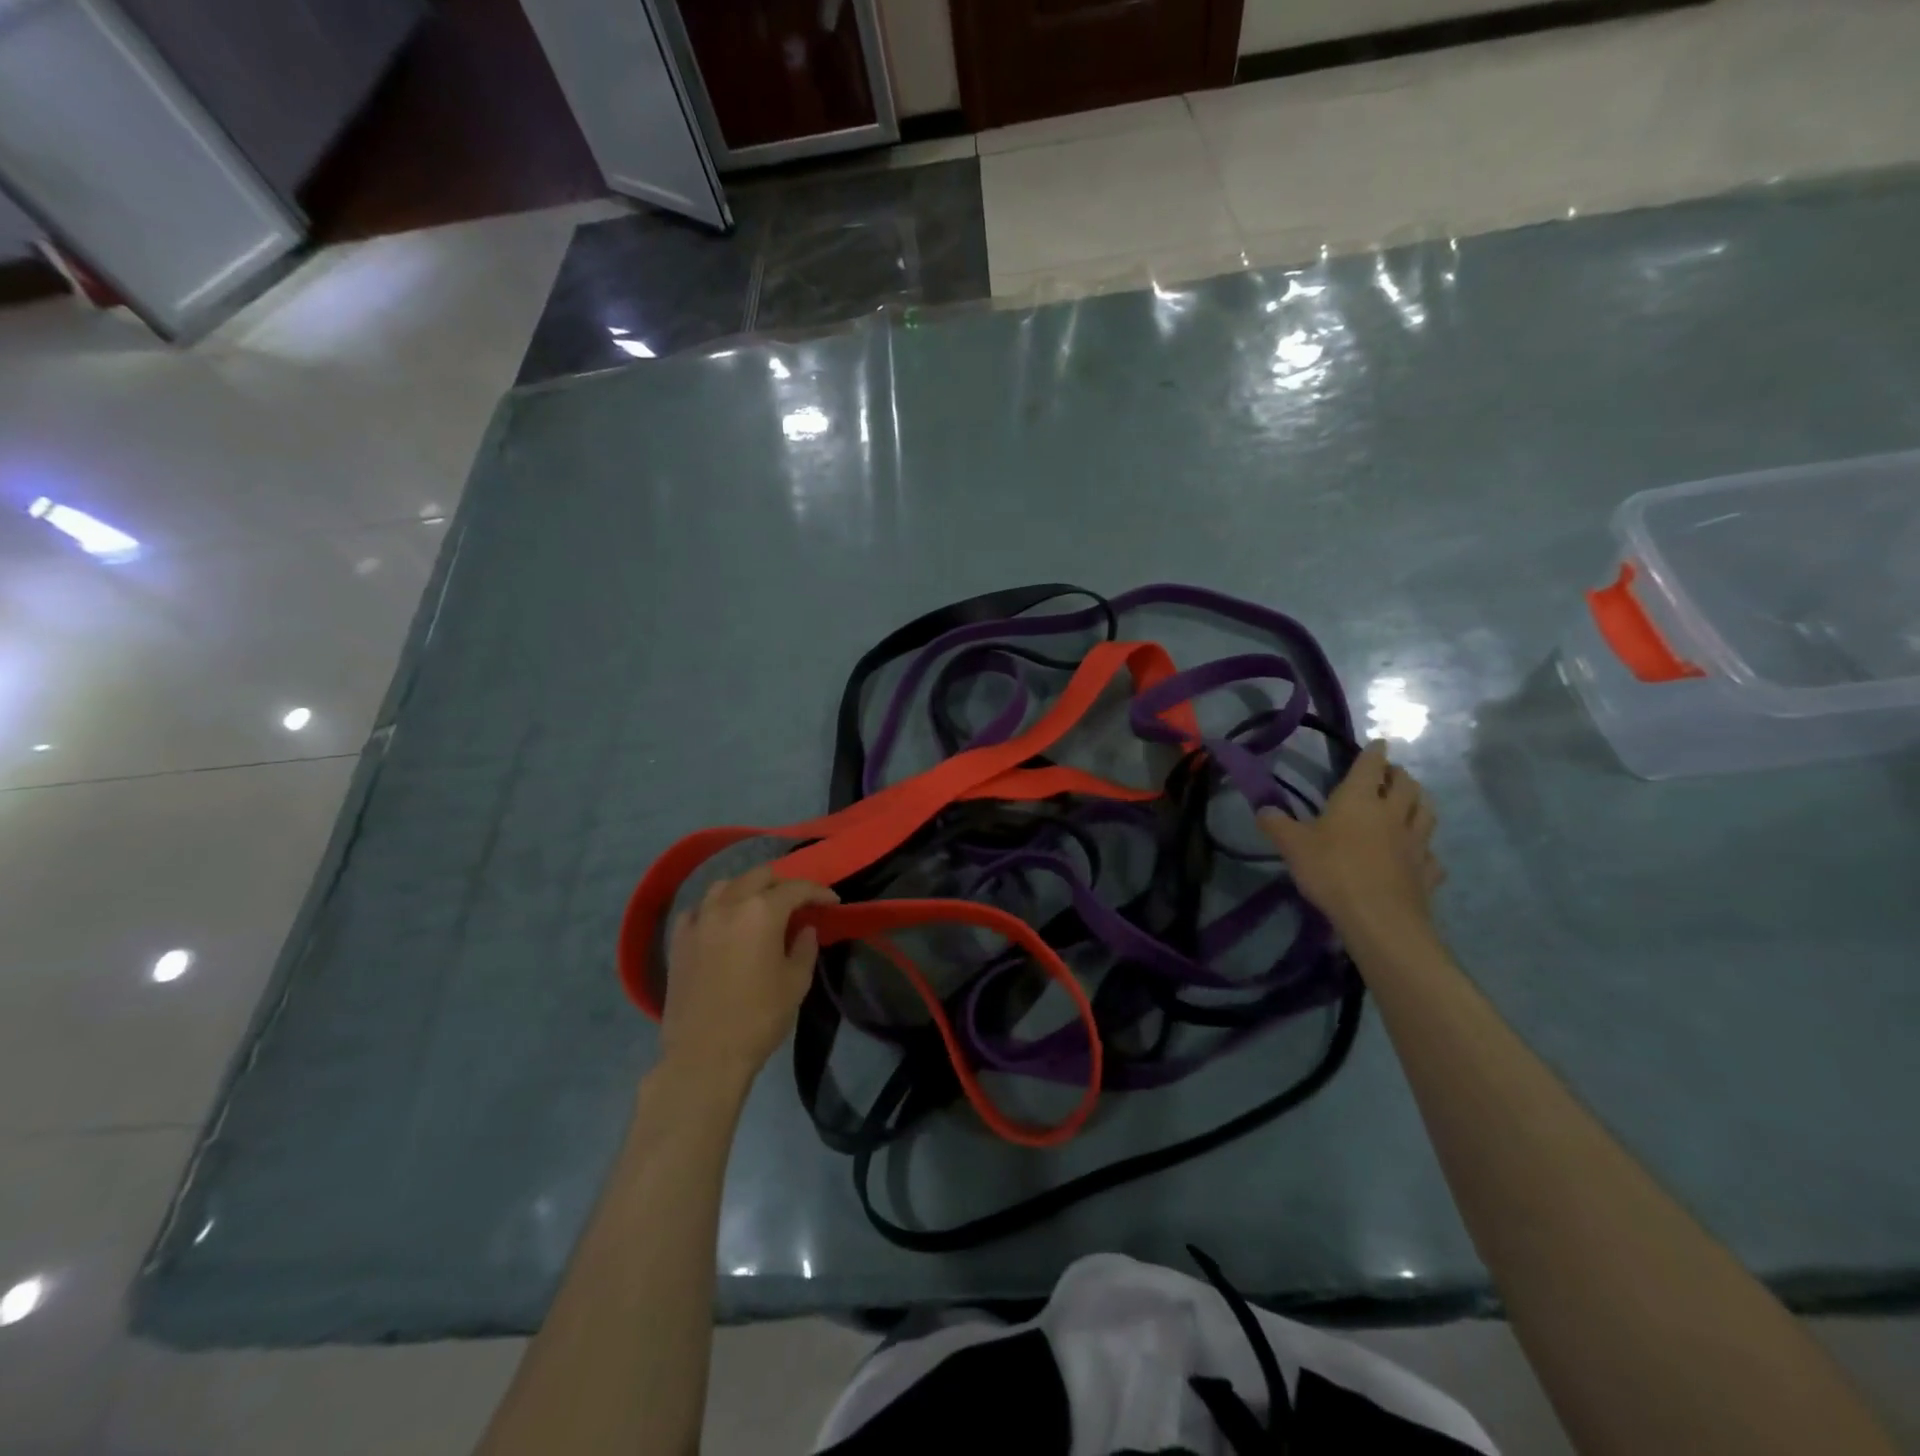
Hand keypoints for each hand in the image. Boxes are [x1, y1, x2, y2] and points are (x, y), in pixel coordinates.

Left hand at [661, 867, 837, 1086]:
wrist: (705, 1056)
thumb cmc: (759, 1018)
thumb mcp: (796, 983)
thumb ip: (804, 948)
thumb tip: (804, 928)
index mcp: (762, 912)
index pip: (796, 888)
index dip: (818, 892)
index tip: (832, 901)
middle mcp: (729, 905)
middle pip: (759, 877)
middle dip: (782, 884)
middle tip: (797, 902)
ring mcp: (699, 921)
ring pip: (724, 886)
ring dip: (746, 889)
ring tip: (757, 906)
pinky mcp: (678, 941)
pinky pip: (697, 910)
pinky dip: (714, 909)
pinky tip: (720, 923)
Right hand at [1258, 741, 1444, 947]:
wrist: (1378, 917)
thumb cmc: (1332, 871)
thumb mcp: (1292, 846)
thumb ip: (1276, 824)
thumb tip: (1262, 808)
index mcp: (1359, 799)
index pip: (1371, 765)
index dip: (1375, 752)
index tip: (1379, 743)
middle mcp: (1392, 814)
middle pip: (1406, 784)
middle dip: (1399, 774)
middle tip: (1391, 773)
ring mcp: (1415, 843)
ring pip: (1426, 812)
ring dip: (1420, 802)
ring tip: (1412, 802)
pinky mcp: (1426, 872)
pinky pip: (1431, 854)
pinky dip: (1426, 849)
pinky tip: (1419, 854)